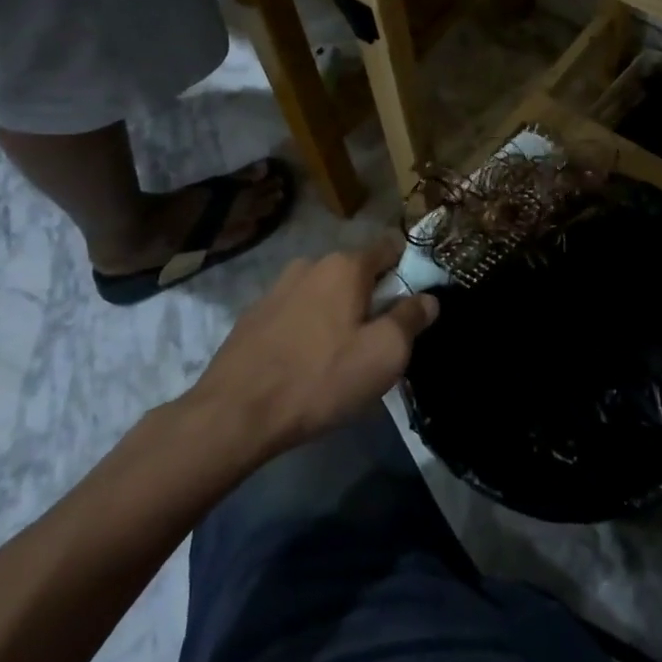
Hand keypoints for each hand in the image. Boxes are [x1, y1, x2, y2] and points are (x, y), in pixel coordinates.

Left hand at [184, 236, 436, 456]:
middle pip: (357, 272)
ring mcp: (277, 288)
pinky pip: (297, 313)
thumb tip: (428, 298)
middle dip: (372, 298)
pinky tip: (306, 364)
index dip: (408, 270)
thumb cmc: (320, 378)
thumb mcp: (384, 354)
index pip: (390, 247)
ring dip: (339, 314)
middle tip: (378, 341)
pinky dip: (309, 329)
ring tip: (340, 357)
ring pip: (325, 293)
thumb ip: (411, 318)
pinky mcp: (253, 316)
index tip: (413, 303)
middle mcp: (310, 265)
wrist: (233, 414)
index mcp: (346, 266)